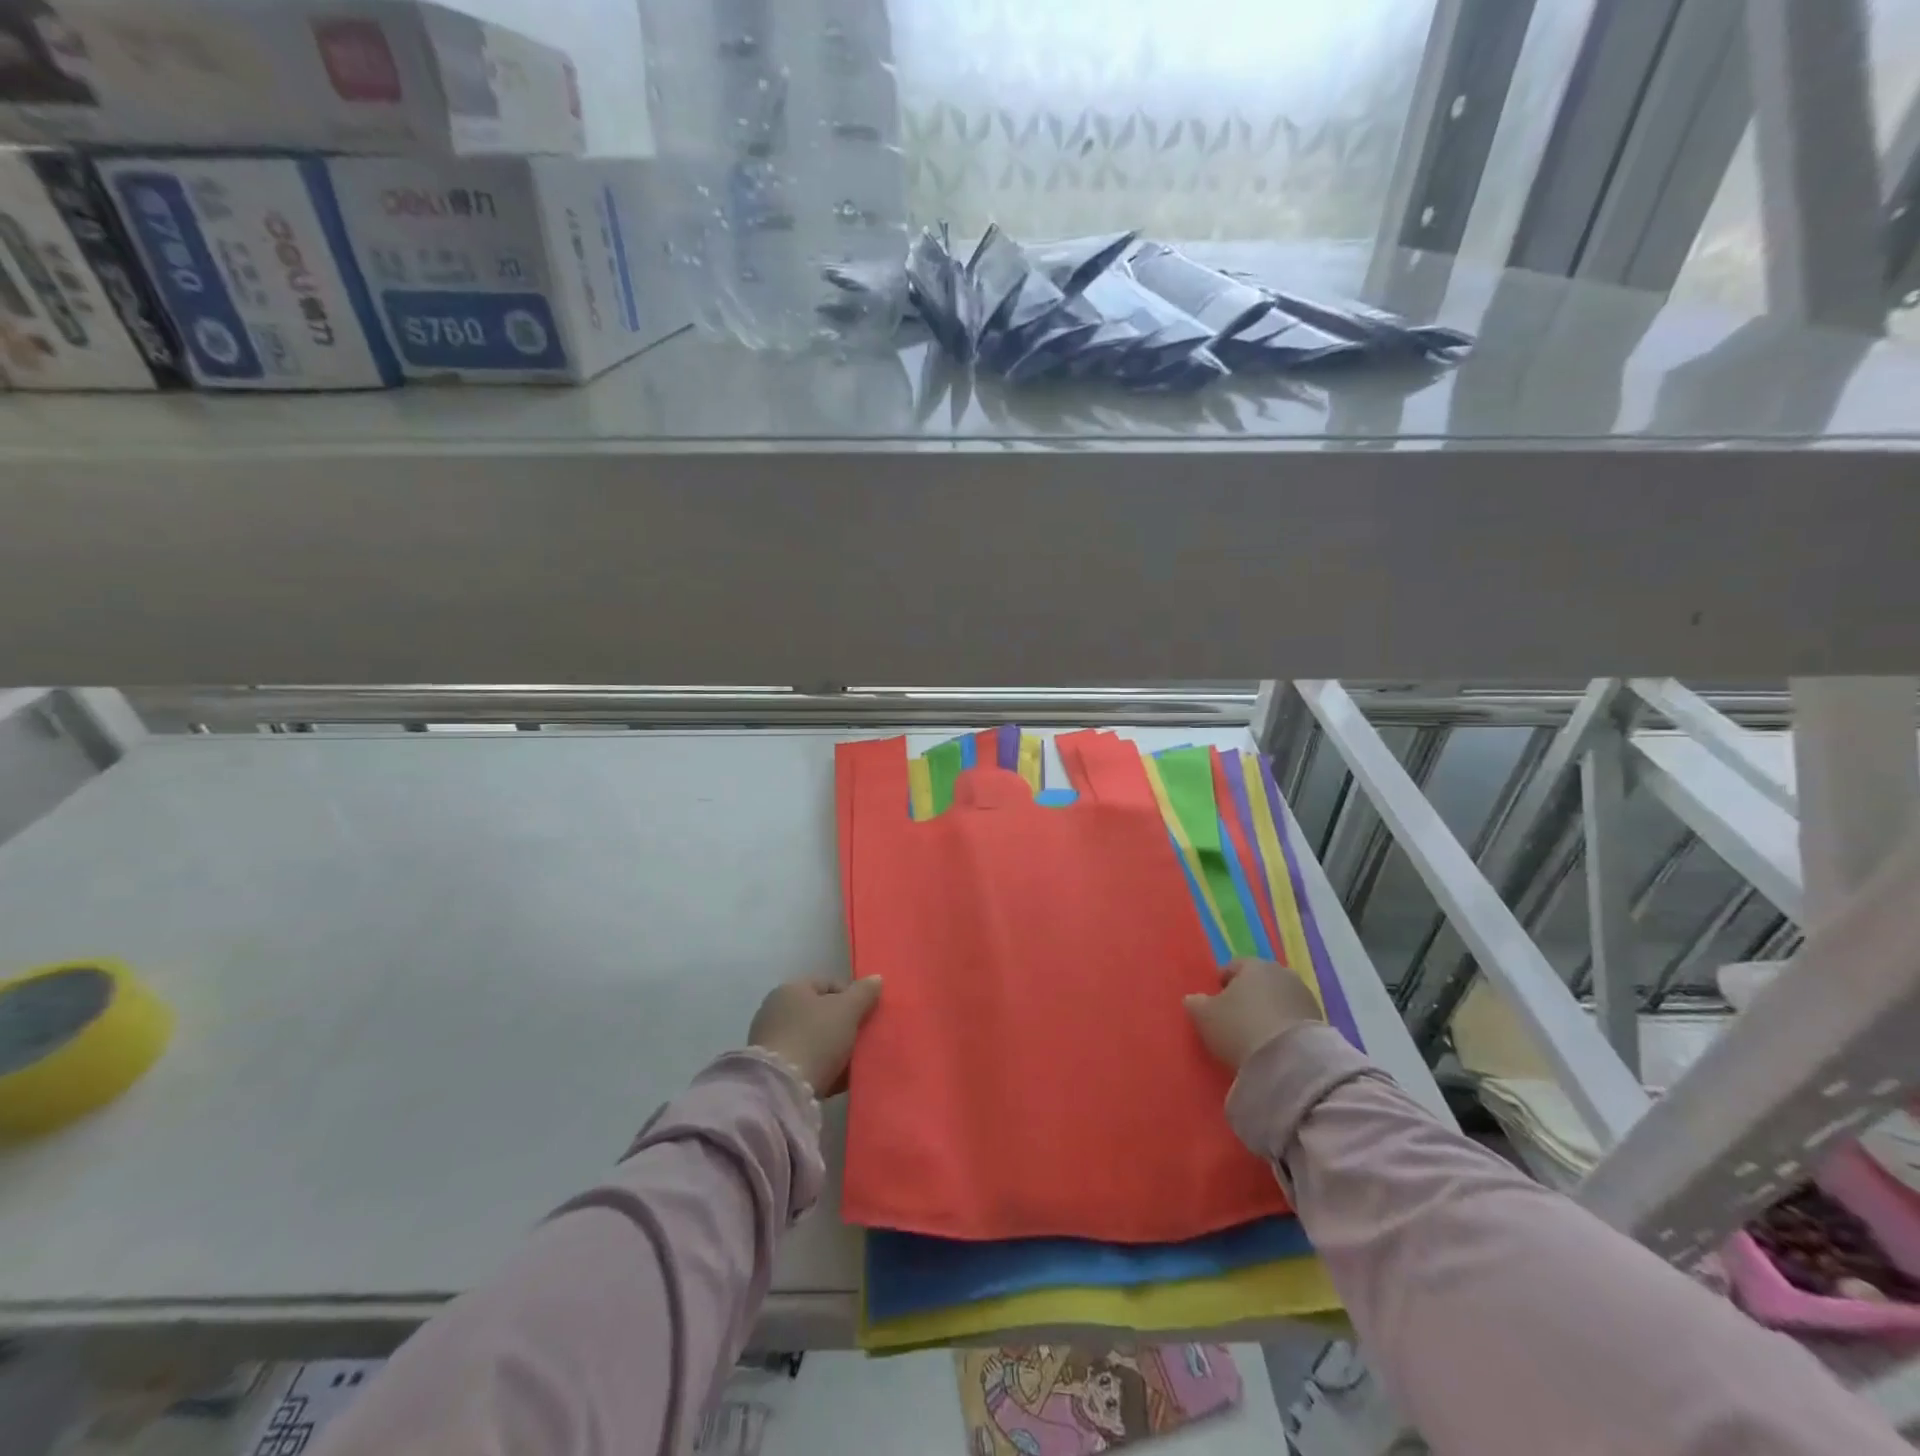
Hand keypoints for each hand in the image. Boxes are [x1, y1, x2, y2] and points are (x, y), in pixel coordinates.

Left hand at [749, 977, 881, 1096]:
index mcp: (791, 989)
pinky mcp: (771, 1071)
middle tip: (862, 1040)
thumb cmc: (815, 1038)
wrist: (780, 1090)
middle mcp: (776, 1010)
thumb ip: (863, 993)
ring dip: (833, 1050)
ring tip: (853, 1064)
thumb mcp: (847, 1011)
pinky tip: (837, 1081)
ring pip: (813, 1041)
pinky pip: (804, 1064)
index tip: (867, 1015)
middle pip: (820, 1014)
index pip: (828, 984)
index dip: (852, 996)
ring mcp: (771, 1042)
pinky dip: (820, 1069)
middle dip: (843, 1025)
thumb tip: (876, 978)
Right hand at [1184, 958, 1322, 1070]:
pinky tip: (1275, 1044)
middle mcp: (1282, 973)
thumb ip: (1196, 1003)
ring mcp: (1304, 996)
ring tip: (1256, 1034)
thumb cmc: (1240, 1027)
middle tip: (1235, 1017)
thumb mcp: (1205, 1016)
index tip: (1215, 1002)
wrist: (1290, 1061)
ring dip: (1269, 1011)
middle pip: (1259, 981)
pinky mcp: (1320, 1021)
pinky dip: (1284, 1027)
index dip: (1222, 983)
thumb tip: (1194, 999)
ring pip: (1279, 999)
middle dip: (1248, 995)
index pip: (1233, 966)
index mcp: (1253, 965)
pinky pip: (1293, 1019)